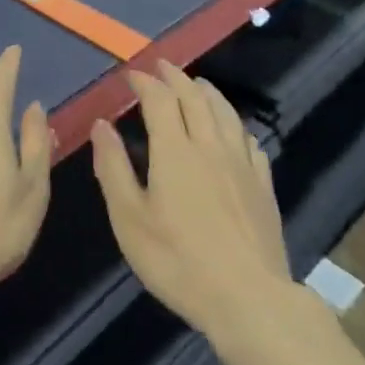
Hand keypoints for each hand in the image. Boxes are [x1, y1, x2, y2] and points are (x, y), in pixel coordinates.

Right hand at [91, 61, 294, 346]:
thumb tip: (102, 125)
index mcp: (174, 150)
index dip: (144, 82)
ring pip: (225, 113)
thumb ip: (113, 168)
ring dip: (207, 92)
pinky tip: (233, 130)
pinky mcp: (262, 185)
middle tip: (162, 67)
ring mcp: (241, 164)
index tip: (130, 75)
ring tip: (197, 84)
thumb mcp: (129, 220)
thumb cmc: (178, 261)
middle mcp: (210, 145)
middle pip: (194, 98)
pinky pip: (249, 140)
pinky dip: (235, 125)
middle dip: (175, 77)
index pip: (159, 100)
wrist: (248, 298)